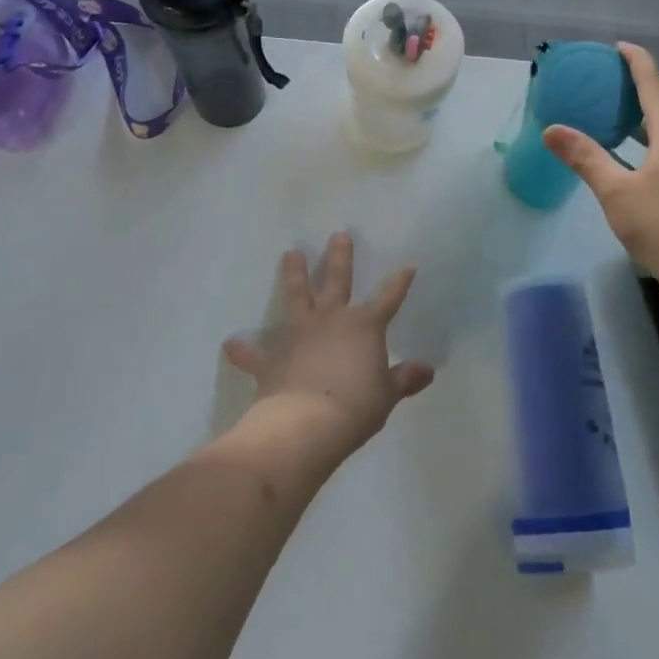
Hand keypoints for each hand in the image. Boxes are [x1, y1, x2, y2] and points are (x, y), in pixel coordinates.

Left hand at [222, 231, 434, 454]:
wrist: (306, 425)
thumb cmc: (355, 408)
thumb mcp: (386, 395)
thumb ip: (405, 379)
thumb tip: (427, 369)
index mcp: (364, 326)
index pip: (388, 298)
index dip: (399, 282)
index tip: (408, 265)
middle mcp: (331, 320)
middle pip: (337, 280)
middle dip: (339, 256)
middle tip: (338, 234)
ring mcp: (298, 334)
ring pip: (296, 296)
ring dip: (294, 275)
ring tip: (290, 253)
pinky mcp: (271, 357)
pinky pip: (255, 352)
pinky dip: (243, 349)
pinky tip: (231, 343)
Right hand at [543, 43, 658, 300]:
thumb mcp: (616, 192)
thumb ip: (585, 158)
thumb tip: (552, 129)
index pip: (653, 82)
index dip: (635, 61)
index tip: (617, 47)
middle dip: (639, 86)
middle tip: (608, 81)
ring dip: (647, 115)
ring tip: (618, 114)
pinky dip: (654, 138)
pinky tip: (637, 155)